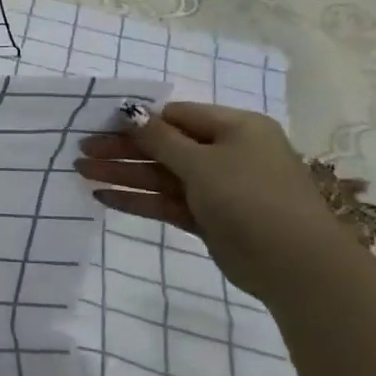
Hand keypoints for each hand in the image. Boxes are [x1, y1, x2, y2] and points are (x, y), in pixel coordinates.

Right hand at [75, 102, 351, 300]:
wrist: (294, 264)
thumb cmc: (250, 197)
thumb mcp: (202, 161)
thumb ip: (159, 138)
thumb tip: (128, 111)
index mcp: (234, 128)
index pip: (176, 116)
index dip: (137, 120)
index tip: (98, 125)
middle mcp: (226, 153)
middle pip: (164, 146)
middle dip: (123, 149)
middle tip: (81, 152)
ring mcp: (217, 188)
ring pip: (161, 175)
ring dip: (123, 174)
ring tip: (81, 172)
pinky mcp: (207, 218)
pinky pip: (166, 202)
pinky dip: (137, 199)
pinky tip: (103, 197)